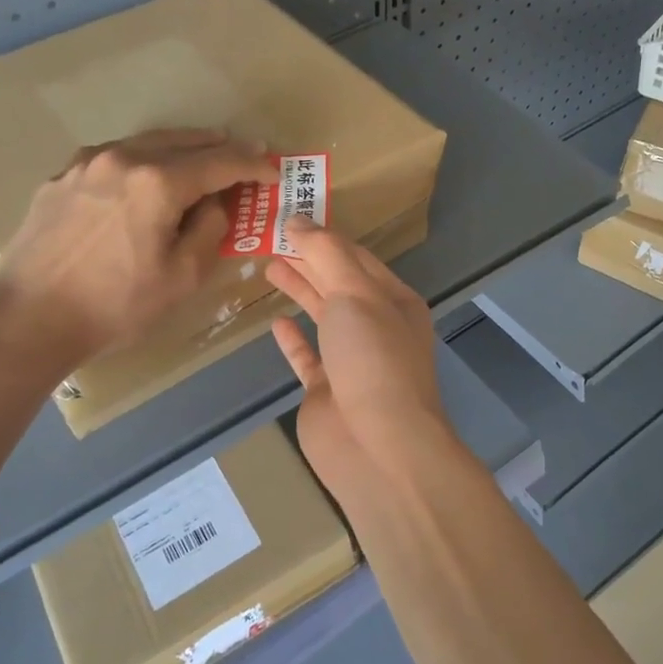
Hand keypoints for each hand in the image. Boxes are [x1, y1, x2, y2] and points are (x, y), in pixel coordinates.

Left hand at [0, 129, 275, 363]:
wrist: (28, 317)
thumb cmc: (115, 304)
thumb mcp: (182, 277)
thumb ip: (210, 229)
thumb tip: (214, 204)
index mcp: (158, 182)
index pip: (220, 162)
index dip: (252, 165)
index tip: (273, 170)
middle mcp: (123, 158)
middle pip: (184, 141)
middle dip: (220, 147)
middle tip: (245, 154)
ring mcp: (87, 163)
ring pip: (147, 142)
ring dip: (181, 148)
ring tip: (201, 157)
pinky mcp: (62, 177)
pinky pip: (116, 157)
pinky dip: (143, 159)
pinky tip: (146, 175)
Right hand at [266, 220, 449, 508]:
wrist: (378, 446)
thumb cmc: (373, 360)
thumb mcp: (356, 294)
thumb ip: (326, 254)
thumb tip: (298, 220)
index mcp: (393, 301)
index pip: (357, 258)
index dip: (325, 236)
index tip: (291, 217)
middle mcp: (376, 327)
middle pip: (338, 283)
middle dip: (309, 259)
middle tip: (271, 237)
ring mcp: (352, 361)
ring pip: (323, 316)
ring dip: (300, 290)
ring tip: (269, 266)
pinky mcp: (328, 392)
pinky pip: (308, 357)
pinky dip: (293, 339)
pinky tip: (276, 322)